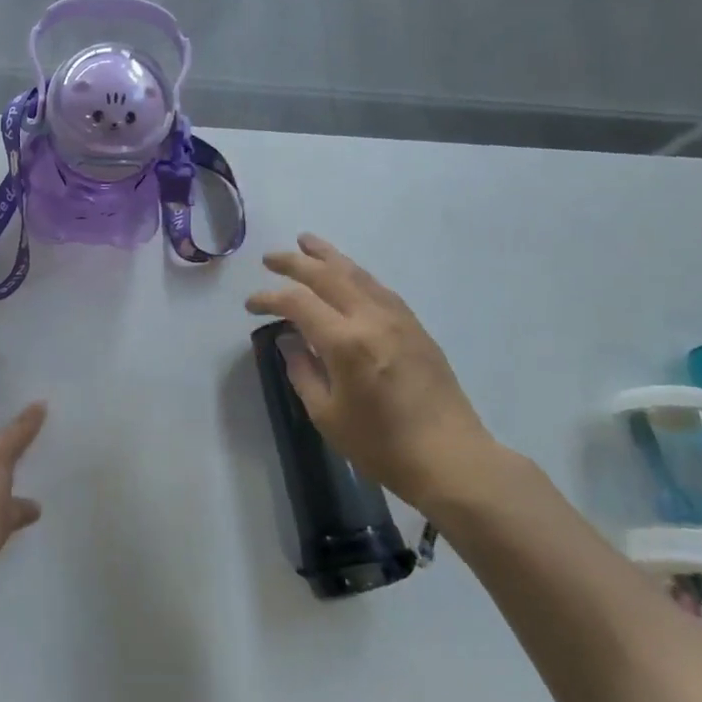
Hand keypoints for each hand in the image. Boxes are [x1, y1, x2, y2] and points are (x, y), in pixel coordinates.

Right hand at [246, 233, 502, 513]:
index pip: (298, 303)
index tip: (251, 305)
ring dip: (328, 256)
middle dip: (295, 262)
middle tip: (269, 257)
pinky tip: (347, 274)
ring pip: (358, 274)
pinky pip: (379, 288)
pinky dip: (355, 274)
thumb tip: (290, 342)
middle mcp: (372, 319)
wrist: (451, 458)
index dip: (269, 298)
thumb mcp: (327, 415)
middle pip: (328, 275)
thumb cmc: (381, 445)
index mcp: (346, 343)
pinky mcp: (416, 327)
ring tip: (306, 242)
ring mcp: (398, 319)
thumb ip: (303, 372)